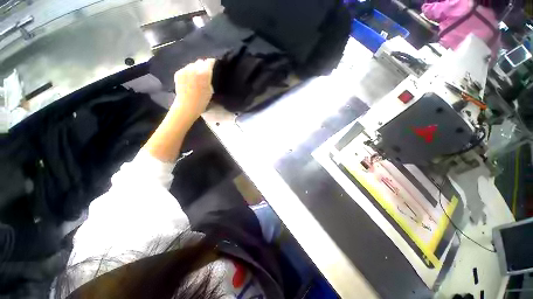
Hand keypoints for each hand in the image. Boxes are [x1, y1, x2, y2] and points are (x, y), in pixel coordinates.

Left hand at [172, 58, 215, 122]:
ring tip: (196, 77)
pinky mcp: (178, 72)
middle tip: (204, 73)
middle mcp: (194, 68)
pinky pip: (185, 69)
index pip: (209, 62)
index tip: (213, 64)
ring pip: (192, 65)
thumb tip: (207, 72)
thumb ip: (208, 78)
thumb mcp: (210, 90)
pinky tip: (189, 80)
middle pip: (200, 61)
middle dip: (203, 65)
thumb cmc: (202, 101)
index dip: (212, 62)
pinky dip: (188, 72)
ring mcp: (185, 69)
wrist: (186, 106)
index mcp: (204, 73)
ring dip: (195, 68)